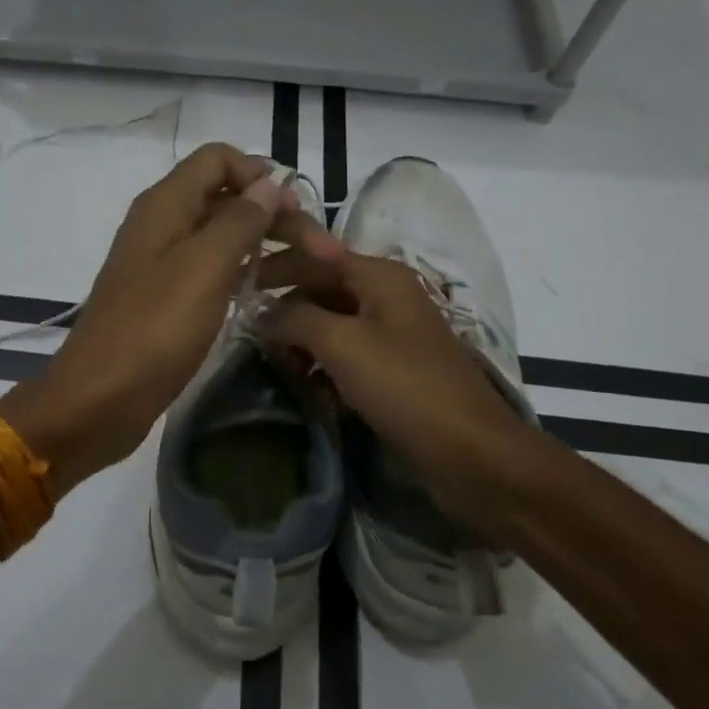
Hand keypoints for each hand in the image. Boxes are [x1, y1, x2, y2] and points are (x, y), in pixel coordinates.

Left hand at [0, 144, 321, 493]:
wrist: (99, 399)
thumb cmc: (153, 328)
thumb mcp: (203, 268)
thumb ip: (239, 221)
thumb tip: (269, 183)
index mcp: (165, 205)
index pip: (217, 158)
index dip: (258, 175)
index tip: (293, 210)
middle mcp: (164, 224)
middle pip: (226, 197)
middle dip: (274, 214)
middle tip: (321, 250)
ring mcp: (164, 262)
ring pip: (223, 235)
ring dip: (265, 244)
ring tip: (309, 271)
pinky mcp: (169, 298)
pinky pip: (212, 269)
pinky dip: (243, 271)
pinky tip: (270, 291)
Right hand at [257, 244, 534, 533]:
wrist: (472, 453)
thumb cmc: (404, 386)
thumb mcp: (341, 344)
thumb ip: (295, 318)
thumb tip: (260, 310)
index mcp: (379, 276)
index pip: (315, 255)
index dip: (276, 266)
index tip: (236, 285)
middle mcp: (387, 296)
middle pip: (322, 289)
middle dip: (287, 311)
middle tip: (254, 340)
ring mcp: (393, 334)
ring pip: (332, 325)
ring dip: (303, 344)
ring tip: (281, 370)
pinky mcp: (394, 370)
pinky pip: (348, 356)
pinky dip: (325, 368)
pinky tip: (311, 392)